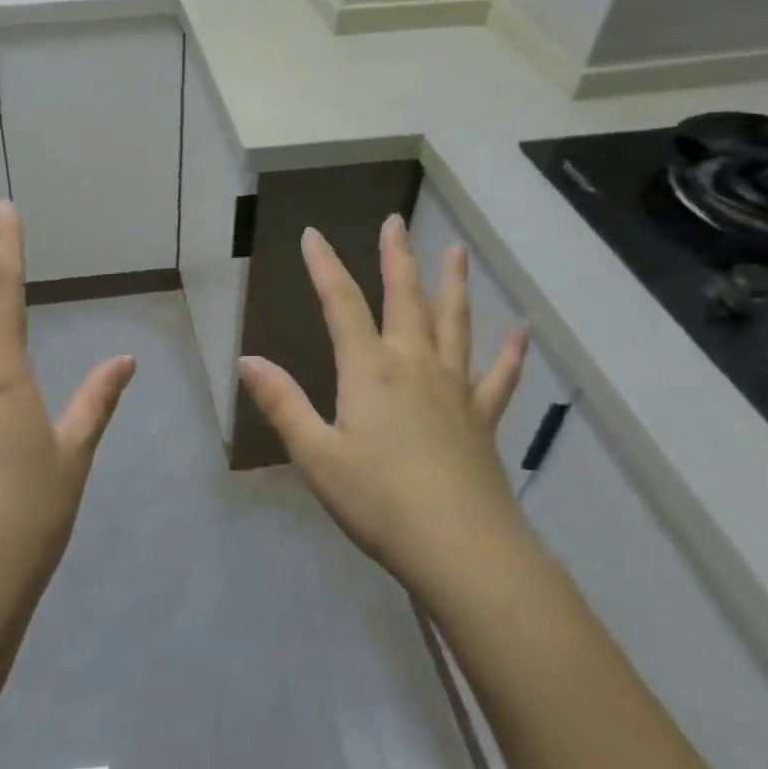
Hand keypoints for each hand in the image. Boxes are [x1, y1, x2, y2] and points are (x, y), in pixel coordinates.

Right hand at [236, 215, 530, 596]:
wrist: (461, 548)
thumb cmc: (378, 500)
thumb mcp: (315, 454)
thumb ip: (282, 403)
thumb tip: (245, 359)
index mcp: (369, 370)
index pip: (341, 304)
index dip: (324, 266)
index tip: (311, 234)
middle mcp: (413, 364)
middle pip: (404, 298)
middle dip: (395, 257)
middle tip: (395, 220)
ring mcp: (454, 388)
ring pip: (453, 323)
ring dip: (451, 284)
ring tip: (455, 250)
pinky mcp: (482, 417)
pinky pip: (498, 376)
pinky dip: (510, 352)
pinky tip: (522, 330)